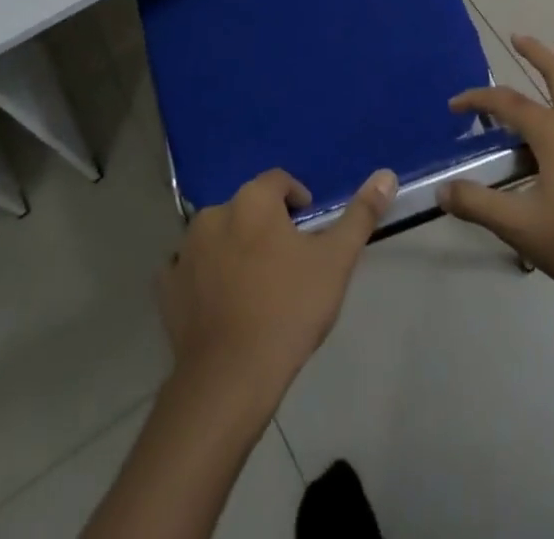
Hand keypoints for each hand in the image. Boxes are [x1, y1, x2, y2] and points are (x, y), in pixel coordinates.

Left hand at [157, 167, 396, 395]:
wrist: (230, 379)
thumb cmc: (288, 309)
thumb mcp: (336, 260)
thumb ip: (360, 215)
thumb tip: (386, 174)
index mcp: (253, 200)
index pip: (279, 182)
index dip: (297, 201)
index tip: (309, 232)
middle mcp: (214, 213)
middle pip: (248, 209)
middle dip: (266, 227)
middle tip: (287, 264)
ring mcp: (185, 250)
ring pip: (217, 237)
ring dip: (234, 250)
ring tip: (256, 288)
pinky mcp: (166, 287)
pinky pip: (188, 270)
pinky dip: (203, 278)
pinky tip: (220, 305)